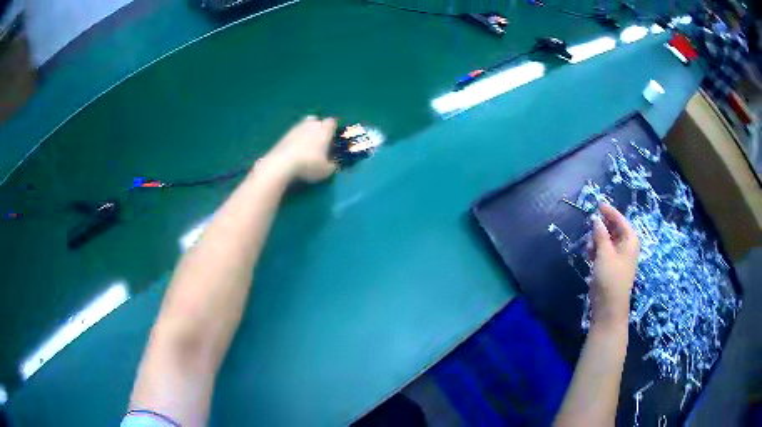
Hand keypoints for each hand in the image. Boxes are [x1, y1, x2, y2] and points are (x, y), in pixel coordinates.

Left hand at [262, 116, 337, 181]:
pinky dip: (297, 139)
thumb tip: (333, 164)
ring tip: (307, 147)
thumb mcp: (325, 170)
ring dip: (307, 133)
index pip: (332, 122)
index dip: (333, 129)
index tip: (333, 137)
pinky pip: (295, 134)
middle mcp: (311, 125)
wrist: (282, 163)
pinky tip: (296, 151)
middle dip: (319, 128)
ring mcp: (296, 128)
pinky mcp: (285, 135)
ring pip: (304, 126)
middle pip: (317, 121)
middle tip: (320, 141)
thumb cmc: (309, 164)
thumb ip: (332, 165)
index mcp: (324, 130)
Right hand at [588, 204, 639, 327]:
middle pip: (614, 229)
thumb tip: (596, 218)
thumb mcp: (604, 253)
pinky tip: (589, 255)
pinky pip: (604, 251)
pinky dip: (597, 250)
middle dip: (601, 228)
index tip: (597, 203)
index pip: (620, 220)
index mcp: (630, 240)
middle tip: (590, 228)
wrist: (608, 308)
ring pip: (607, 240)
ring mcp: (619, 257)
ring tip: (589, 248)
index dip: (609, 211)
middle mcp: (627, 246)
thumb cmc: (610, 278)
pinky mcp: (611, 267)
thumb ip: (600, 234)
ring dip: (597, 240)